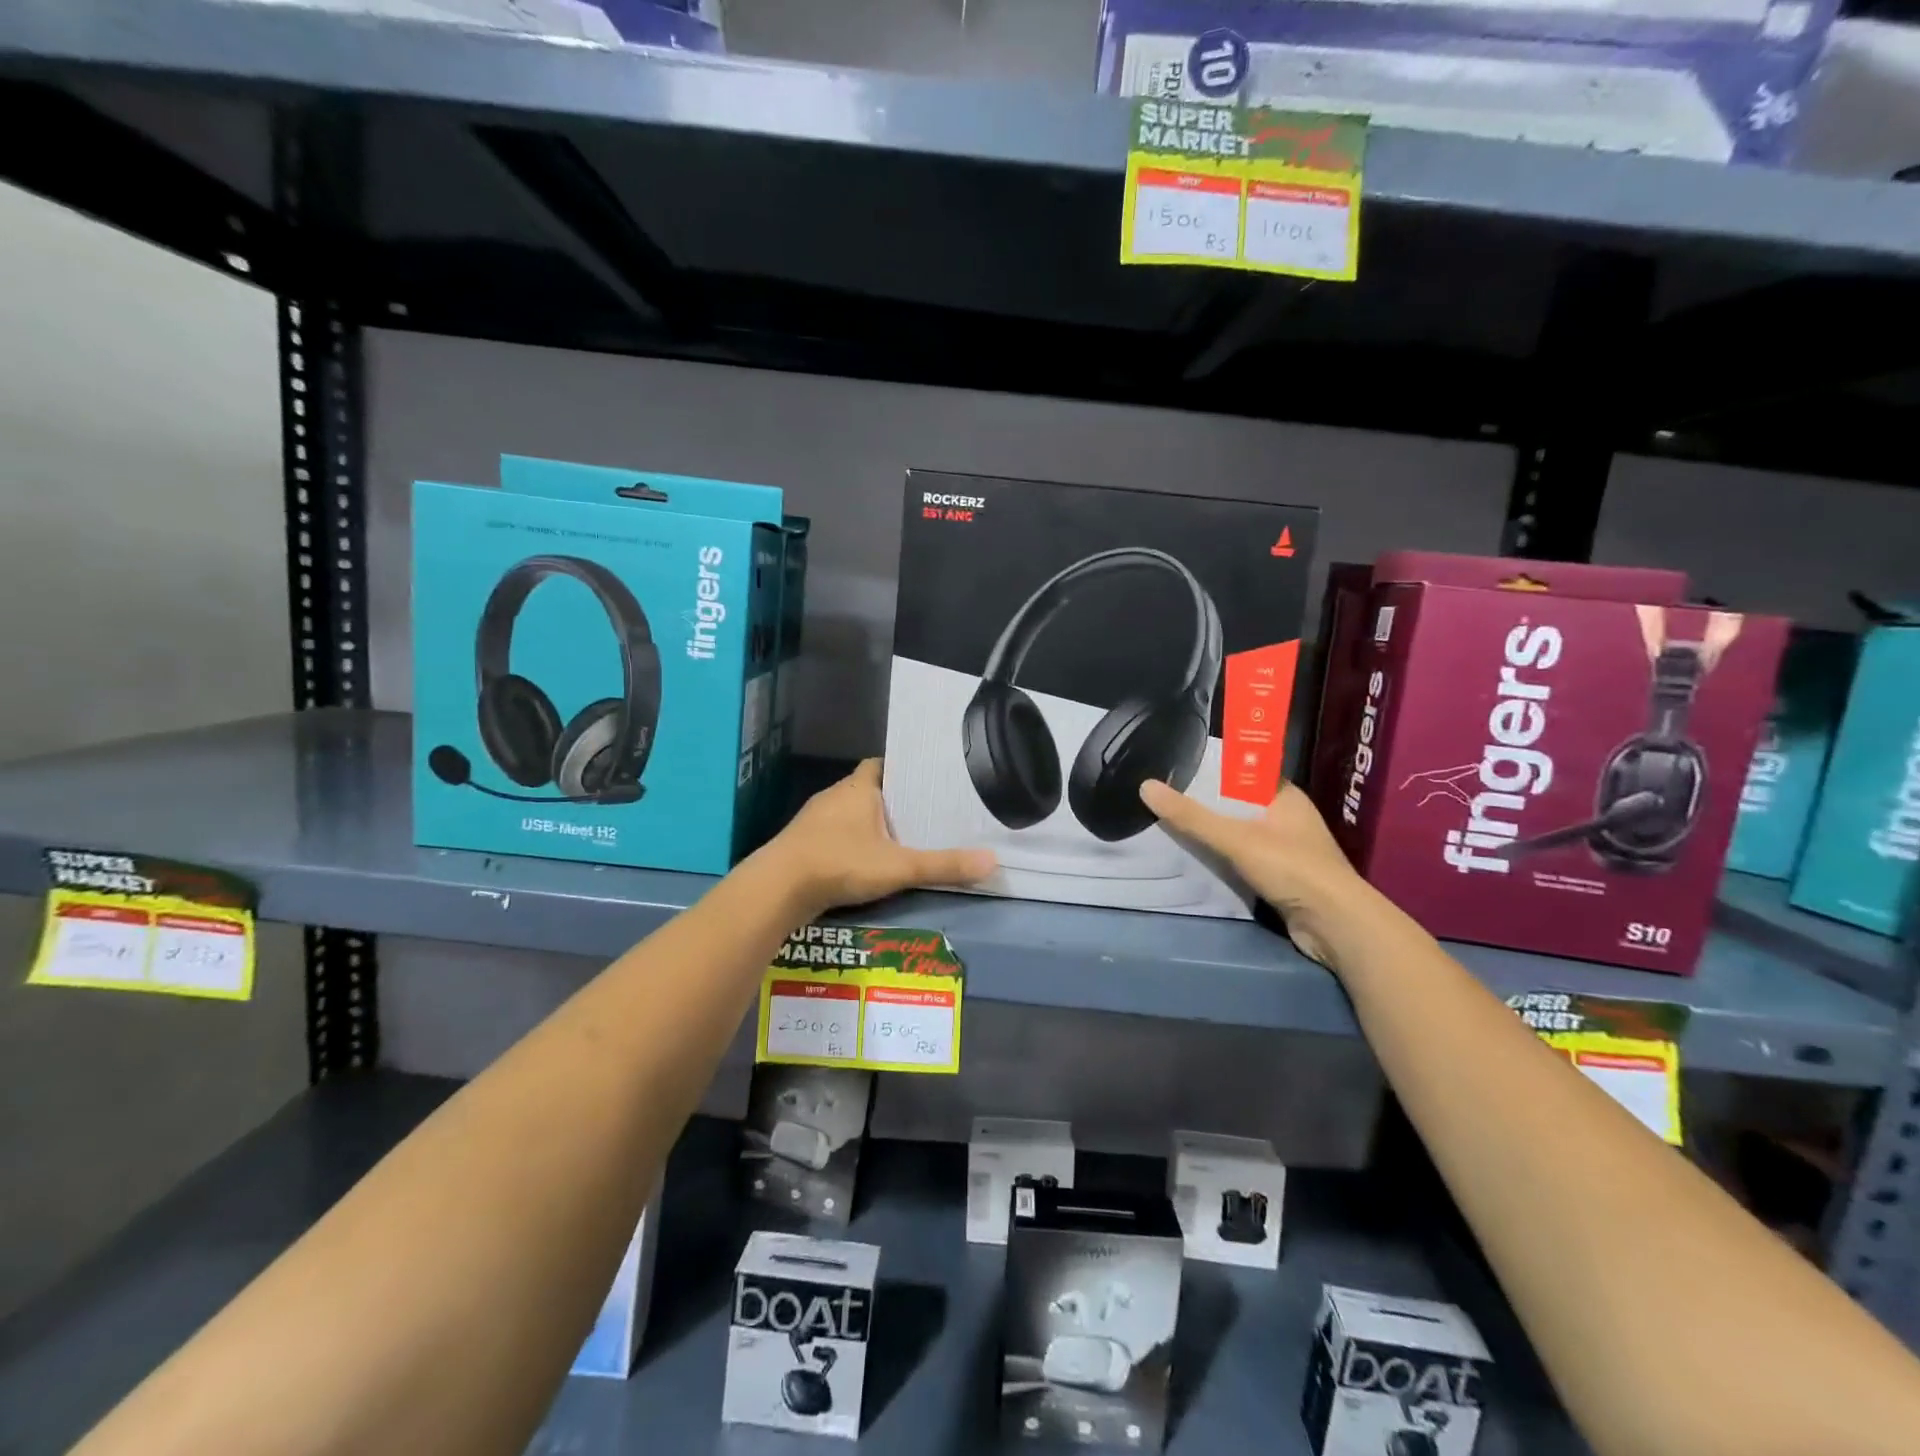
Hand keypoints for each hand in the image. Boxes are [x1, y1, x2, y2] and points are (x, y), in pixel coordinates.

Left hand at [763, 759, 995, 915]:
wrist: (777, 888)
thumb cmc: (841, 863)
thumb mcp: (899, 867)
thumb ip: (943, 865)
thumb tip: (992, 861)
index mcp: (858, 788)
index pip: (880, 764)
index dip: (901, 770)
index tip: (923, 781)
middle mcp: (834, 796)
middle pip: (866, 789)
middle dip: (890, 801)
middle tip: (921, 813)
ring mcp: (814, 820)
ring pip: (848, 814)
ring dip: (867, 824)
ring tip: (898, 838)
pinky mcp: (801, 844)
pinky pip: (832, 836)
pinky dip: (848, 844)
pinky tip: (863, 863)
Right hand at [1138, 777, 1368, 966]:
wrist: (1334, 924)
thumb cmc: (1291, 868)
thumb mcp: (1235, 838)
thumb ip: (1191, 817)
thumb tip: (1146, 786)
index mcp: (1286, 796)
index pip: (1245, 772)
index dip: (1214, 769)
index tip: (1178, 768)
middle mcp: (1288, 817)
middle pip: (1239, 803)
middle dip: (1207, 803)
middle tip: (1166, 797)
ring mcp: (1287, 849)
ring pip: (1241, 833)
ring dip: (1214, 834)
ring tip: (1172, 825)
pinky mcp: (1283, 877)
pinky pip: (1244, 859)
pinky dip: (1223, 859)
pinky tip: (1197, 859)